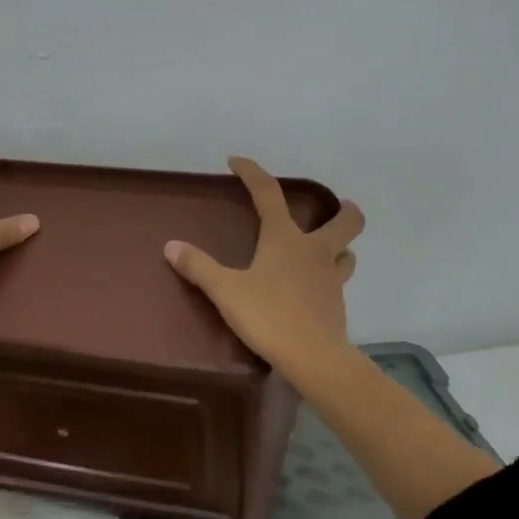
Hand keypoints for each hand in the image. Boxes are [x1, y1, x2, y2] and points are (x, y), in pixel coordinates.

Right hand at [164, 157, 363, 375]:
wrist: (313, 357)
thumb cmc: (269, 316)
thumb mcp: (226, 291)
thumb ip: (199, 267)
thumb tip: (171, 246)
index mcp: (285, 239)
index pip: (269, 193)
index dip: (252, 172)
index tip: (236, 161)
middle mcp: (315, 251)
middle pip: (346, 220)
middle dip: (345, 210)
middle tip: (336, 207)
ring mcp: (331, 278)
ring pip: (347, 252)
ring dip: (341, 246)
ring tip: (326, 250)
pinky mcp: (337, 304)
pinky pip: (338, 281)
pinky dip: (330, 277)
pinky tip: (315, 289)